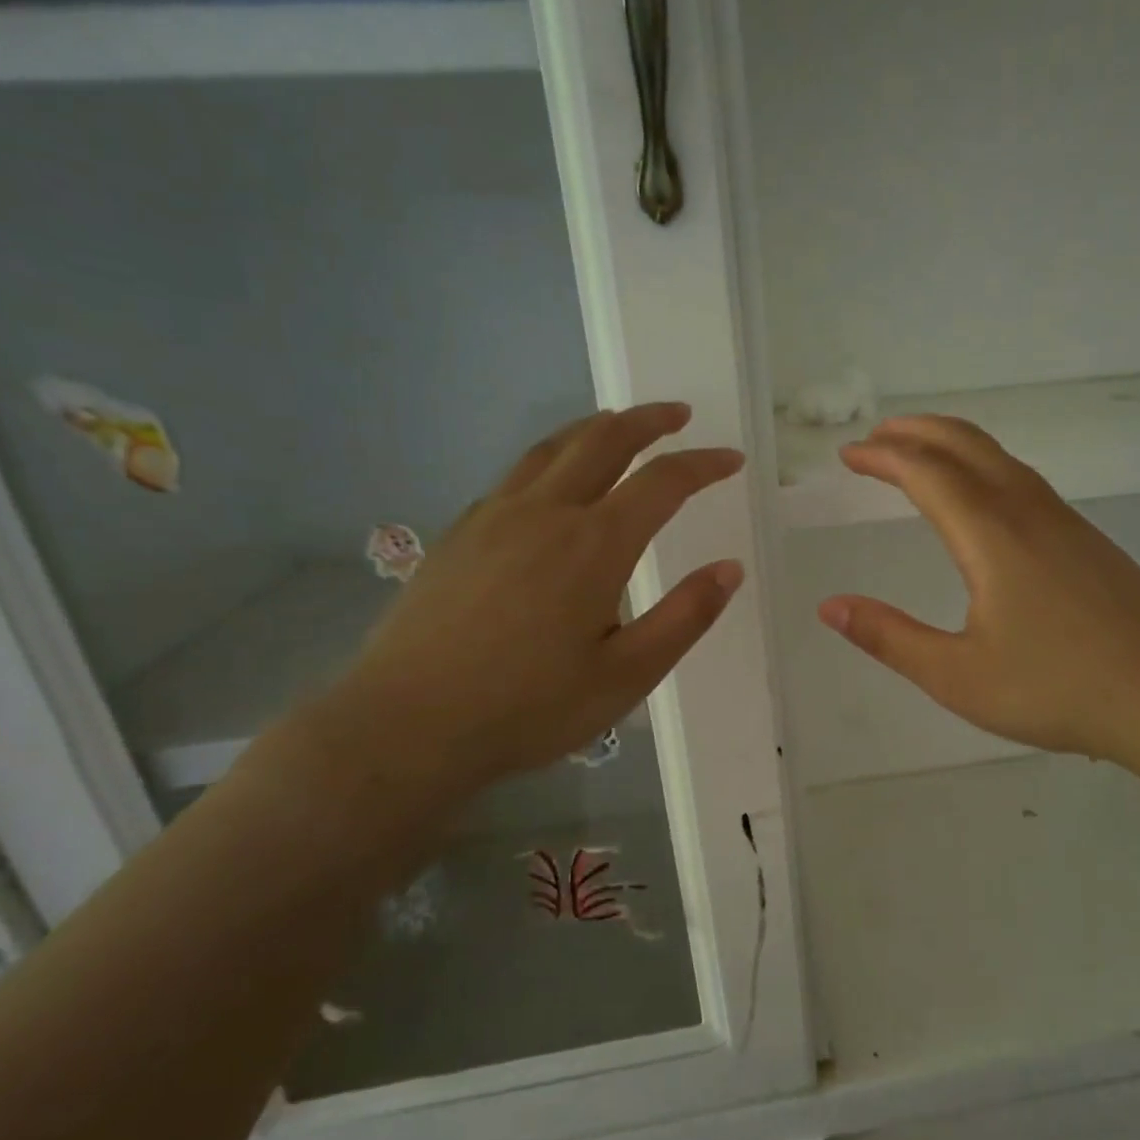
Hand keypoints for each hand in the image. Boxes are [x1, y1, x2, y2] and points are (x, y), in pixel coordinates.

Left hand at [318, 403, 744, 807]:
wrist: (408, 724)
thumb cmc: (530, 707)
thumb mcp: (627, 676)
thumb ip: (685, 618)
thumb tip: (730, 569)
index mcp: (595, 545)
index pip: (663, 482)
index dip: (703, 464)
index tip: (731, 459)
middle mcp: (546, 513)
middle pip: (603, 441)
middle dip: (648, 421)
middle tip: (677, 415)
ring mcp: (494, 517)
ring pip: (552, 448)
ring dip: (595, 428)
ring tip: (618, 424)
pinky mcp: (460, 534)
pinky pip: (515, 475)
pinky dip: (551, 459)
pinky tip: (551, 482)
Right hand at [817, 416, 1139, 784]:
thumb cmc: (1057, 689)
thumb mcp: (957, 675)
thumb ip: (889, 637)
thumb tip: (830, 607)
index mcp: (991, 535)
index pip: (926, 472)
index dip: (883, 457)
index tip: (849, 455)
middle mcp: (1028, 512)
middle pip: (967, 445)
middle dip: (916, 432)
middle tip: (876, 437)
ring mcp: (1066, 523)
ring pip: (1001, 459)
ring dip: (954, 446)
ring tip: (921, 455)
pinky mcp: (1089, 542)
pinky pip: (1024, 481)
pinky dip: (985, 468)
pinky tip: (984, 500)